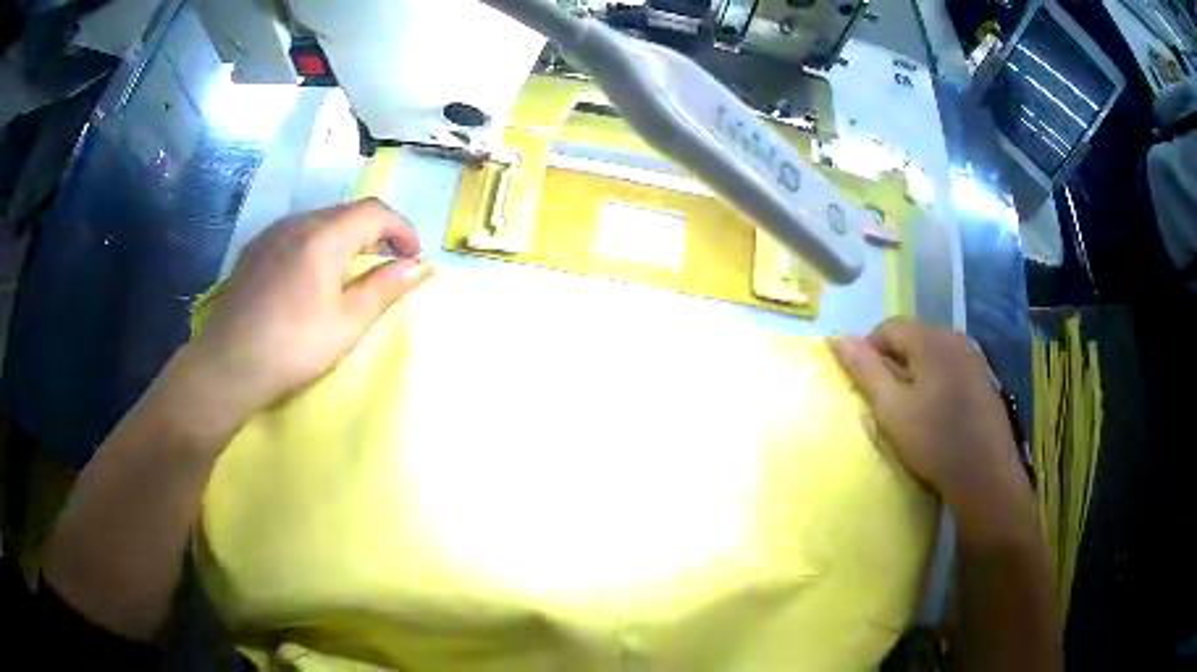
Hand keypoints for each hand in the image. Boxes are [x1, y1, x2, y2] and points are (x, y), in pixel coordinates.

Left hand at [177, 199, 433, 429]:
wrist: (228, 364)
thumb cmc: (294, 346)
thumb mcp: (348, 322)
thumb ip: (385, 287)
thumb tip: (419, 266)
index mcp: (324, 234)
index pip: (376, 212)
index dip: (402, 229)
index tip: (414, 258)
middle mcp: (298, 221)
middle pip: (348, 213)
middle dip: (375, 233)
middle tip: (387, 266)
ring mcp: (272, 233)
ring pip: (320, 221)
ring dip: (346, 239)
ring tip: (350, 273)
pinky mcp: (255, 249)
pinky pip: (296, 234)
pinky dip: (317, 245)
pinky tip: (311, 277)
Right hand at [830, 318, 1028, 523]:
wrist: (985, 474)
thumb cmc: (934, 442)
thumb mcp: (892, 409)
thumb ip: (865, 370)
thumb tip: (838, 337)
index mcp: (930, 341)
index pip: (889, 327)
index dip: (870, 350)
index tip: (867, 385)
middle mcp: (954, 339)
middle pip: (913, 337)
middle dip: (895, 361)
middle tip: (888, 400)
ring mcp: (973, 358)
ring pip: (933, 353)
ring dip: (917, 371)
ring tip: (913, 408)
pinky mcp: (984, 378)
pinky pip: (951, 367)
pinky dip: (938, 380)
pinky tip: (939, 412)